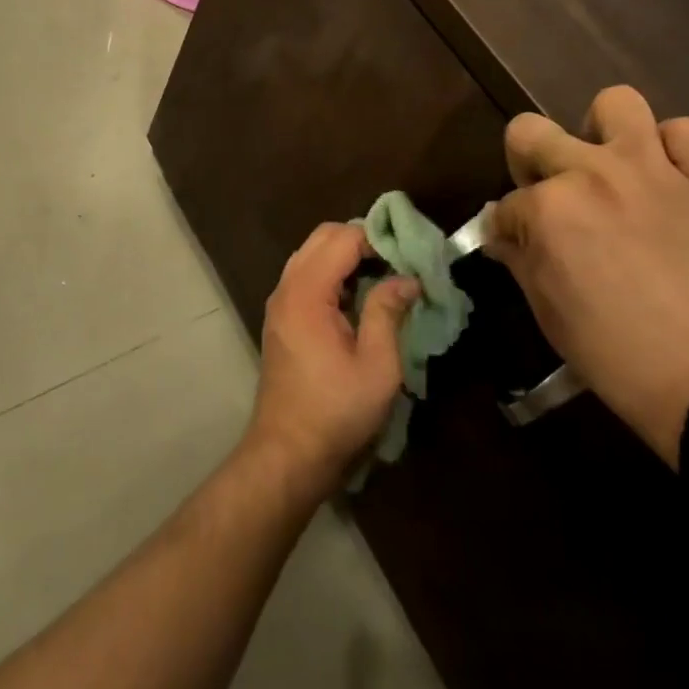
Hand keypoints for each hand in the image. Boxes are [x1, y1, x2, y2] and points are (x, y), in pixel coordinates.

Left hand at [245, 222, 419, 497]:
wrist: (289, 452)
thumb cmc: (336, 411)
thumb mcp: (377, 365)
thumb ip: (387, 311)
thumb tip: (407, 278)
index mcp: (307, 292)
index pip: (342, 238)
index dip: (377, 238)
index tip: (408, 256)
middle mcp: (287, 287)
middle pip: (322, 237)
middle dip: (360, 239)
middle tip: (397, 262)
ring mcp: (280, 302)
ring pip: (312, 254)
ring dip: (345, 255)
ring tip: (382, 277)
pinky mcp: (281, 317)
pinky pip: (306, 275)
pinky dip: (332, 272)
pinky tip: (358, 297)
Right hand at [487, 86, 688, 464]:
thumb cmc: (617, 355)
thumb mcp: (548, 312)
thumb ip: (520, 259)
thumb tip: (503, 235)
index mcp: (547, 210)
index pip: (506, 203)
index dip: (508, 227)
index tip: (518, 245)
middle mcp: (591, 174)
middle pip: (530, 131)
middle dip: (526, 161)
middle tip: (548, 191)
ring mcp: (652, 170)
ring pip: (615, 103)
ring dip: (602, 131)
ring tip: (610, 164)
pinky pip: (688, 132)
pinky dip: (674, 148)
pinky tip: (668, 176)